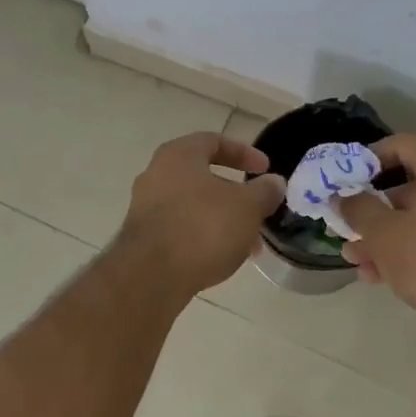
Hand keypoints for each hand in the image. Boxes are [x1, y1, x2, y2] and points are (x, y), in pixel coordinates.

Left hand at [114, 133, 286, 297]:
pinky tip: (222, 257)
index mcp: (178, 155)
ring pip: (193, 206)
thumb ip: (264, 191)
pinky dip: (203, 236)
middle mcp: (156, 174)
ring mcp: (145, 206)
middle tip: (259, 212)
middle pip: (203, 176)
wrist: (152, 274)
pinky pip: (180, 228)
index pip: (214, 141)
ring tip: (248, 245)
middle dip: (236, 195)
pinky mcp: (142, 236)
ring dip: (222, 219)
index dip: (244, 153)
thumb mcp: (247, 206)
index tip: (266, 170)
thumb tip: (274, 183)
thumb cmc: (203, 227)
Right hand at [333, 135, 415, 327]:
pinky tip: (381, 275)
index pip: (403, 145)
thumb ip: (358, 209)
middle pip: (410, 186)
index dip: (370, 158)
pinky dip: (411, 247)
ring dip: (386, 235)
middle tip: (348, 225)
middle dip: (373, 209)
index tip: (348, 178)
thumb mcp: (383, 234)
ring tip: (356, 259)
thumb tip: (343, 196)